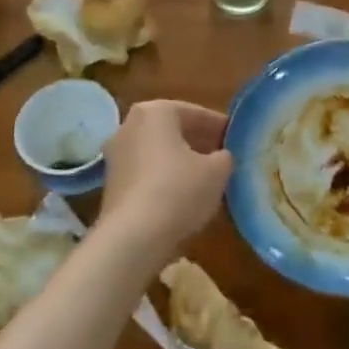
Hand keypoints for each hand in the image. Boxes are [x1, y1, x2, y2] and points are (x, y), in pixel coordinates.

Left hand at [100, 100, 233, 253]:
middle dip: (198, 143)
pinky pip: (146, 172)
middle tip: (223, 157)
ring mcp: (115, 155)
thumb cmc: (179, 190)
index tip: (236, 140)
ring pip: (158, 152)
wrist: (133, 237)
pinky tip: (184, 197)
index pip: (196, 113)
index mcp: (155, 112)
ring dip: (181, 161)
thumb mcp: (217, 171)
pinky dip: (165, 178)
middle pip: (173, 130)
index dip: (220, 127)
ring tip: (207, 179)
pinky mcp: (111, 183)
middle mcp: (129, 125)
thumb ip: (224, 157)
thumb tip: (220, 157)